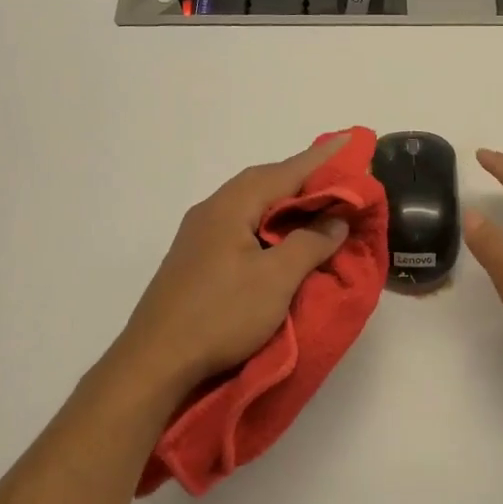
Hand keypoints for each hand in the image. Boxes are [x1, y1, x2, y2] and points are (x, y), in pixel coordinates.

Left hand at [114, 136, 352, 394]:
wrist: (154, 362)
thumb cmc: (221, 315)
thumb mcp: (276, 279)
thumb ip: (310, 243)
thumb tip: (336, 219)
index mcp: (231, 206)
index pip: (285, 172)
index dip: (320, 159)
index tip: (348, 141)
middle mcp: (211, 211)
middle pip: (263, 182)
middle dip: (301, 177)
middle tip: (337, 175)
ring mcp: (198, 236)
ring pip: (250, 205)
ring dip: (284, 201)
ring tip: (315, 203)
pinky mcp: (195, 260)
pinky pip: (240, 225)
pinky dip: (268, 222)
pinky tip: (278, 237)